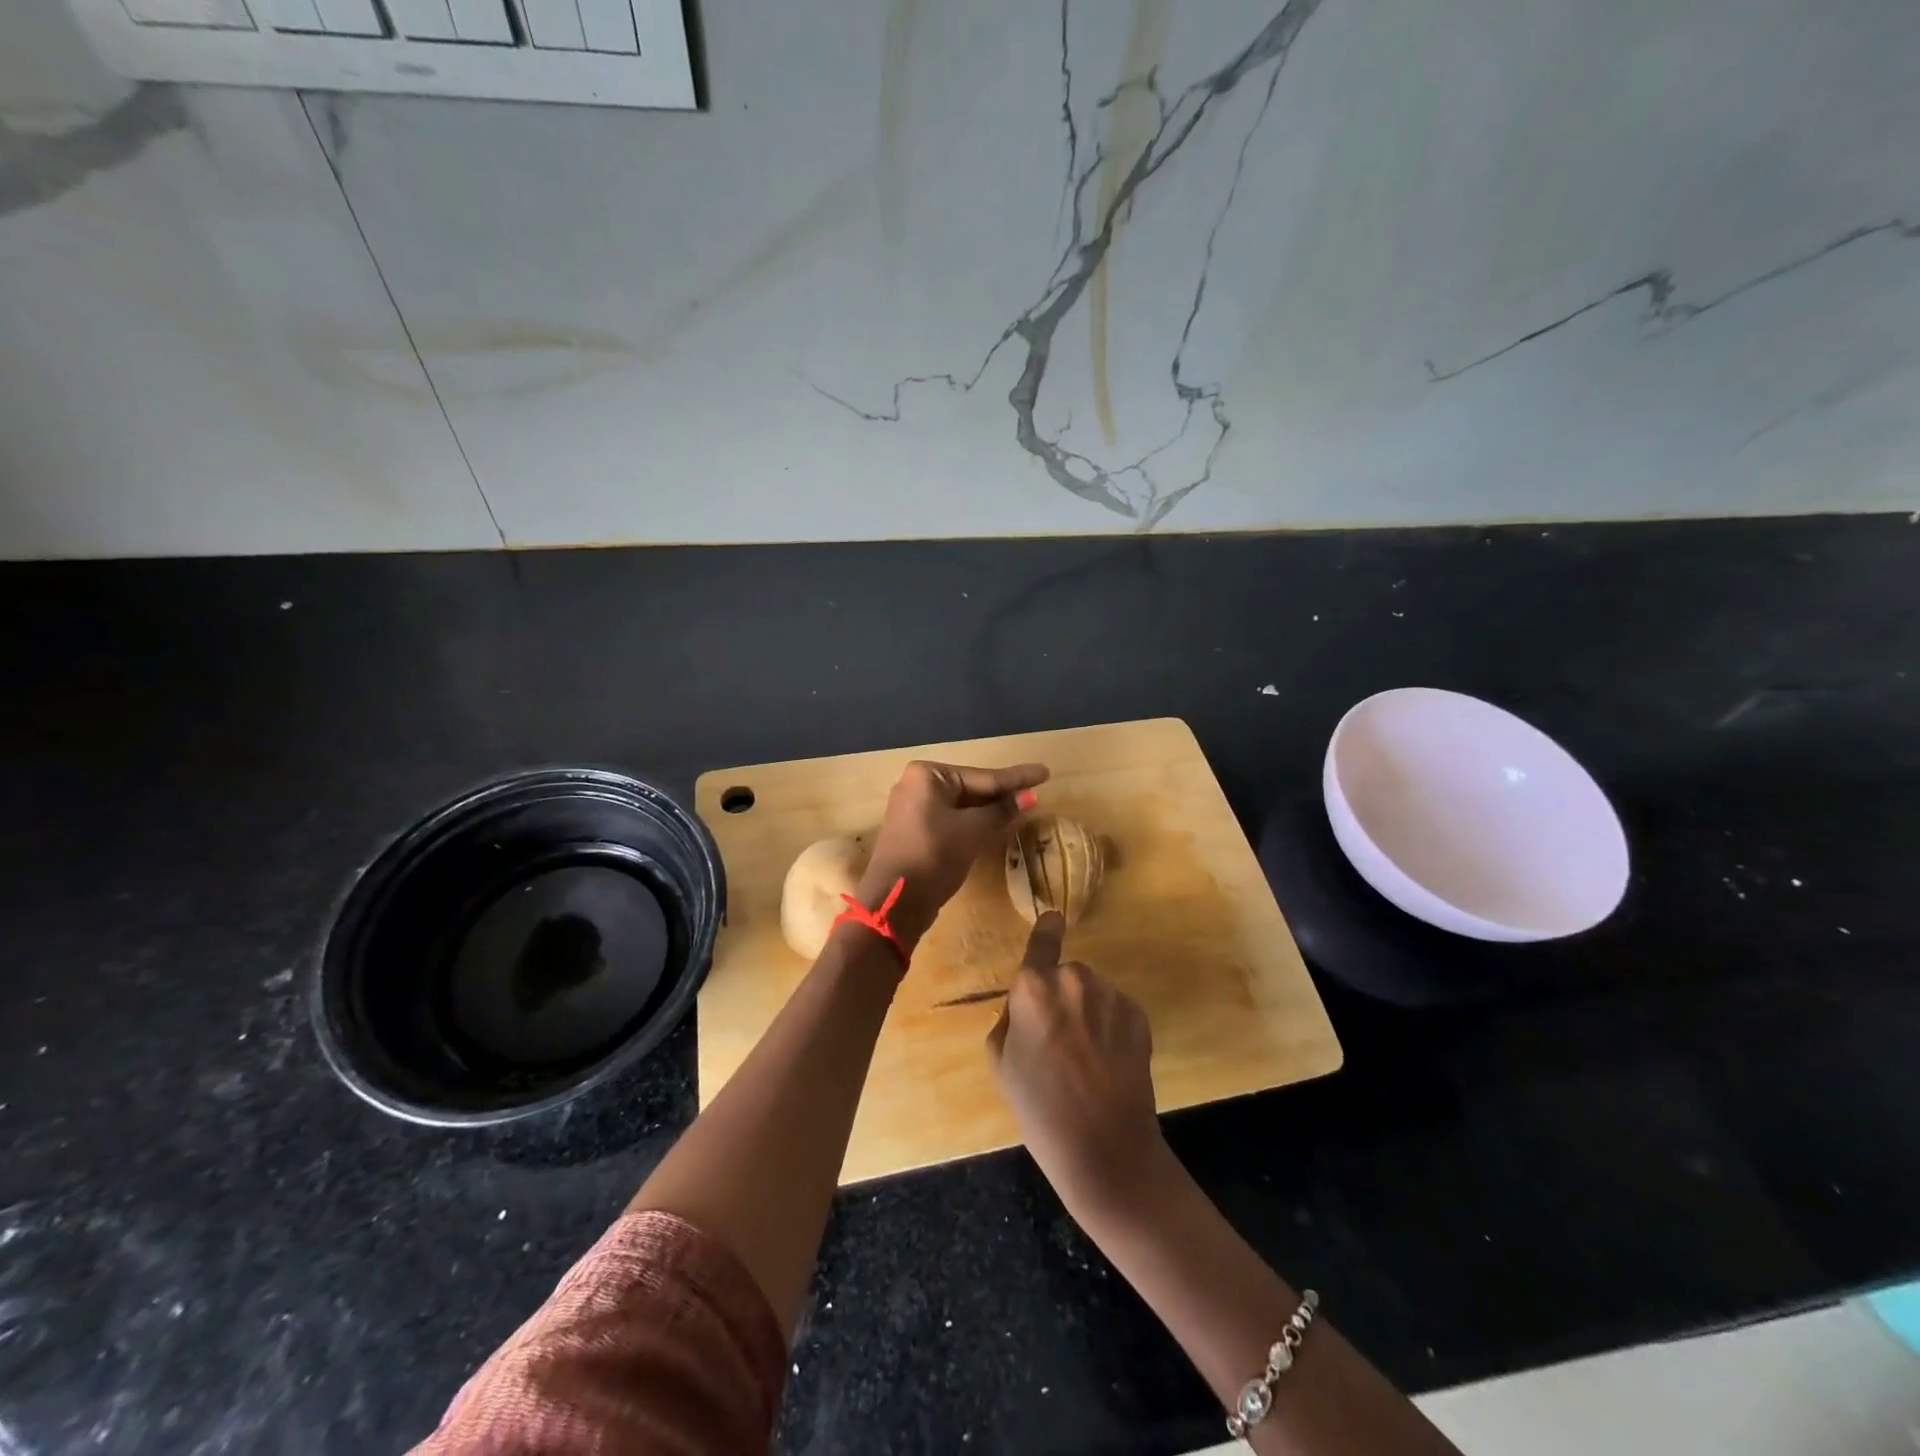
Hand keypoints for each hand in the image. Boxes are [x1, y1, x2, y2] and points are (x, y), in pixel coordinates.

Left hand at [854, 759, 1048, 953]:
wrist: (894, 901)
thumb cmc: (934, 855)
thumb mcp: (972, 831)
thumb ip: (1001, 811)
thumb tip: (1030, 796)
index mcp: (927, 775)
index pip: (982, 777)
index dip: (1016, 777)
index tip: (1044, 771)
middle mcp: (916, 785)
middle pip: (970, 788)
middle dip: (1003, 793)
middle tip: (1037, 789)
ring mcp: (913, 809)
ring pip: (961, 806)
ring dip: (989, 809)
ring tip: (1024, 804)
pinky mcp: (915, 832)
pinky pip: (951, 820)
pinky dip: (973, 822)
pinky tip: (996, 823)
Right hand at [986, 913, 1166, 1215]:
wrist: (1105, 1149)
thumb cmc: (1040, 1109)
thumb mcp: (1001, 1062)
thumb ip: (1009, 1018)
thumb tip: (1025, 1004)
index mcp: (1033, 988)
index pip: (1041, 942)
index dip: (1047, 930)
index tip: (1054, 918)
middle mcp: (1073, 979)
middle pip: (1064, 975)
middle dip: (1061, 998)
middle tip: (1058, 1042)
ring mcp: (1111, 995)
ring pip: (1093, 993)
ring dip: (1088, 1013)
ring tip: (1087, 1060)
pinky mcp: (1139, 1015)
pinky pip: (1116, 1010)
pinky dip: (1112, 1027)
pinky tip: (1109, 1063)